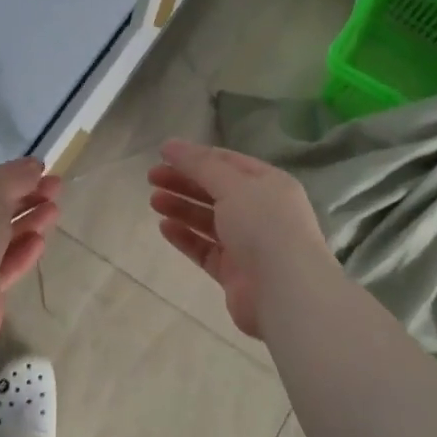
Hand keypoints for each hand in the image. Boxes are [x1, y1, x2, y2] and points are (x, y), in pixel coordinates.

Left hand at [0, 158, 60, 344]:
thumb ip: (14, 176)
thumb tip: (34, 166)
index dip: (14, 174)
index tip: (44, 170)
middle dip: (27, 196)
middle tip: (57, 188)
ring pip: (3, 236)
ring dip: (29, 221)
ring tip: (55, 211)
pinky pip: (6, 264)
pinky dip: (23, 251)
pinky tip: (40, 241)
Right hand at [148, 139, 337, 340]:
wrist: (285, 291)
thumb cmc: (263, 226)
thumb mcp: (232, 185)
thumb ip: (199, 165)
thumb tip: (170, 145)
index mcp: (268, 184)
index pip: (228, 162)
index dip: (195, 156)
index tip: (162, 154)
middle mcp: (260, 211)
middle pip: (216, 190)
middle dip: (184, 181)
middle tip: (151, 177)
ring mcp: (248, 243)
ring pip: (208, 219)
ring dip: (181, 207)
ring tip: (154, 200)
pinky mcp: (234, 272)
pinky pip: (205, 248)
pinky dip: (185, 237)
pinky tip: (164, 227)